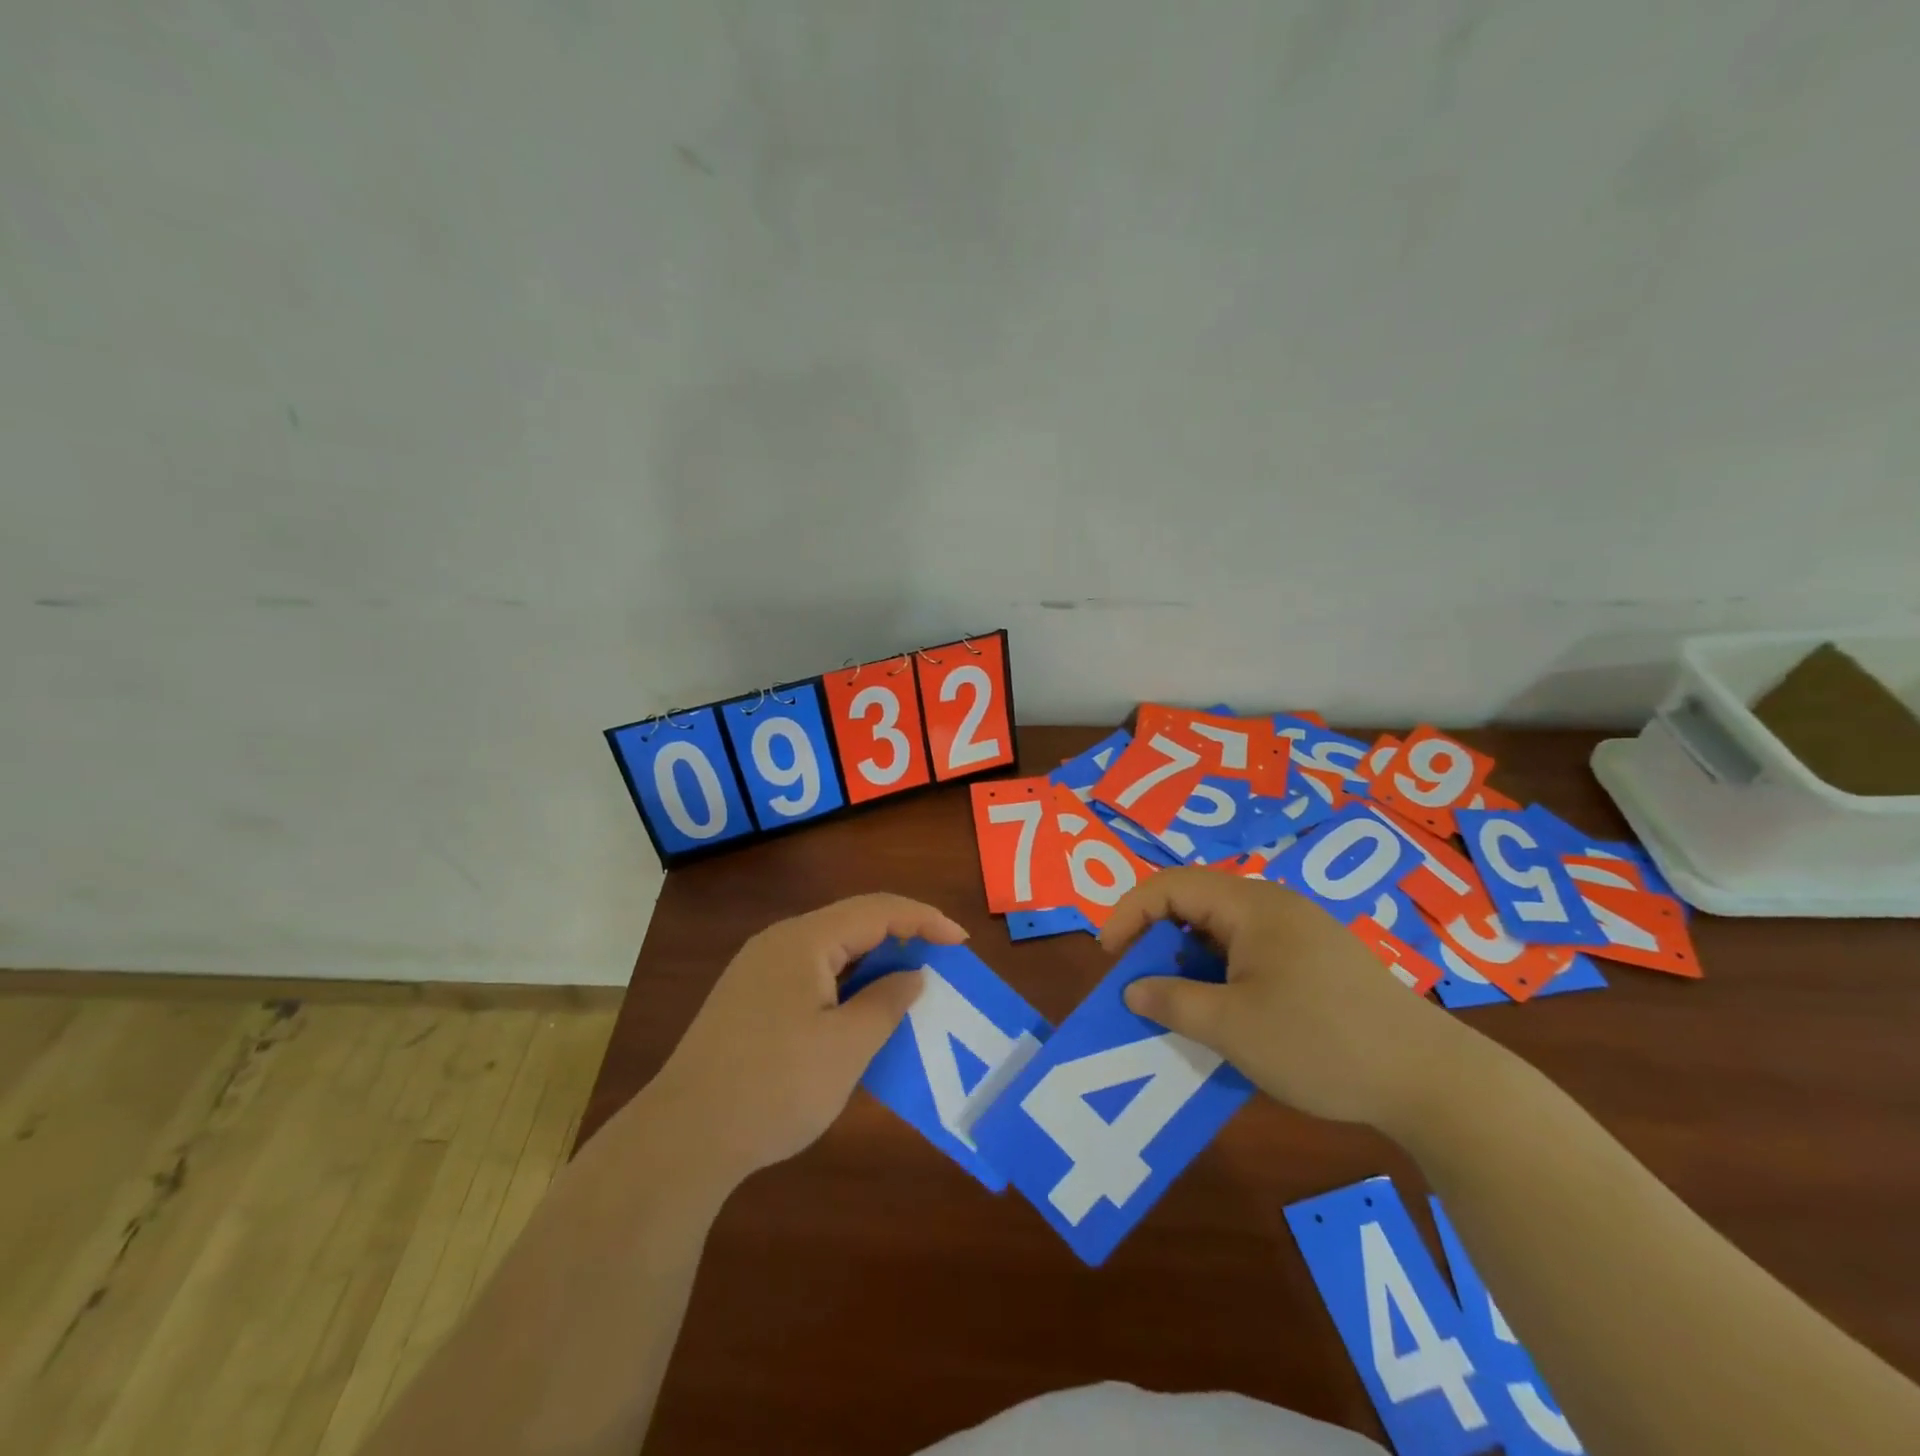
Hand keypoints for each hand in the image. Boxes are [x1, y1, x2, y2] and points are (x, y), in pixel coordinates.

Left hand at [643, 894, 966, 1188]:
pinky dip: (846, 987)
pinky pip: (811, 976)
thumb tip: (912, 975)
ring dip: (873, 966)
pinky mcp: (749, 999)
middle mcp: (779, 943)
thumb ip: (886, 1002)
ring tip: (906, 992)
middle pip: (852, 924)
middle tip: (939, 968)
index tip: (961, 943)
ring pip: (832, 952)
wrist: (683, 1139)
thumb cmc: (774, 1087)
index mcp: (804, 940)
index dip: (924, 919)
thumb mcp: (846, 1048)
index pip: (877, 909)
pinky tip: (859, 1016)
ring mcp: (759, 971)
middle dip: (901, 940)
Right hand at [1101, 869, 1476, 1129]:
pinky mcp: (1318, 964)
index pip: (1170, 885)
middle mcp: (1274, 907)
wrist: (1431, 1080)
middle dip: (1157, 940)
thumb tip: (1134, 989)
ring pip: (1223, 934)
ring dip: (1190, 964)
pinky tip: (1227, 1018)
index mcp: (1250, 905)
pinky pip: (1251, 956)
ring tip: (1179, 1005)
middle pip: (1196, 904)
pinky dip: (1223, 978)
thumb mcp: (1232, 1027)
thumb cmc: (1320, 1042)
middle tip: (1141, 985)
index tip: (1111, 958)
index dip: (1129, 913)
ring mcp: (1300, 935)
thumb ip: (1173, 1002)